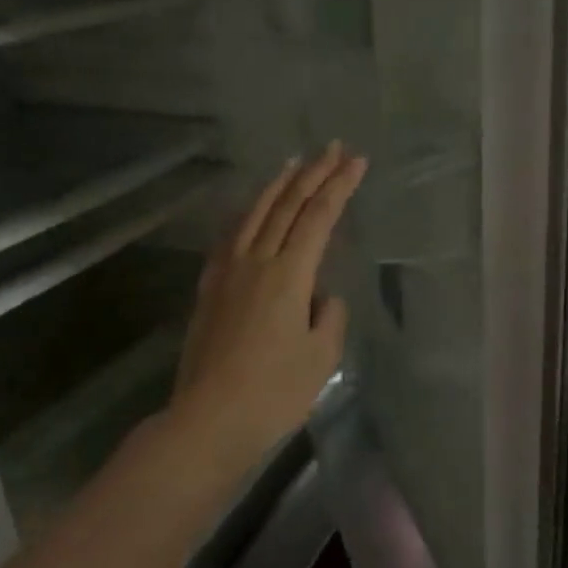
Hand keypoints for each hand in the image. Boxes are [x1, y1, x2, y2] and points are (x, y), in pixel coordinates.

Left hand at [169, 143, 366, 471]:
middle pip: (287, 206)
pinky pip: (230, 237)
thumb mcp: (321, 355)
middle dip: (313, 174)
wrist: (209, 419)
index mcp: (289, 274)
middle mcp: (256, 262)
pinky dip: (247, 215)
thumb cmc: (275, 392)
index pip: (319, 217)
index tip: (358, 162)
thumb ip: (329, 315)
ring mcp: (227, 273)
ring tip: (293, 163)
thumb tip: (320, 297)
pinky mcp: (209, 290)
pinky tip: (250, 212)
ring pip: (254, 215)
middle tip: (334, 148)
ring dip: (277, 186)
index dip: (340, 186)